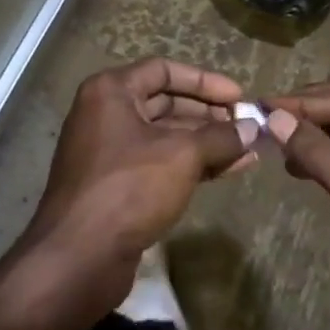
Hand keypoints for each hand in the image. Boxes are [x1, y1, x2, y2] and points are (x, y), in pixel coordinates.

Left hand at [22, 58, 255, 302]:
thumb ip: (219, 137)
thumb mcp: (182, 156)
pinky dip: (192, 165)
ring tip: (247, 151)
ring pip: (166, 137)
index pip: (164, 70)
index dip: (204, 81)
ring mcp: (109, 152)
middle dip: (209, 115)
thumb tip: (252, 128)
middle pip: (166, 103)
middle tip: (245, 126)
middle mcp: (106, 114)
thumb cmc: (128, 188)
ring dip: (206, 143)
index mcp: (111, 91)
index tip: (238, 96)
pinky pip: (160, 164)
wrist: (77, 260)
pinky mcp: (116, 186)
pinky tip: (228, 171)